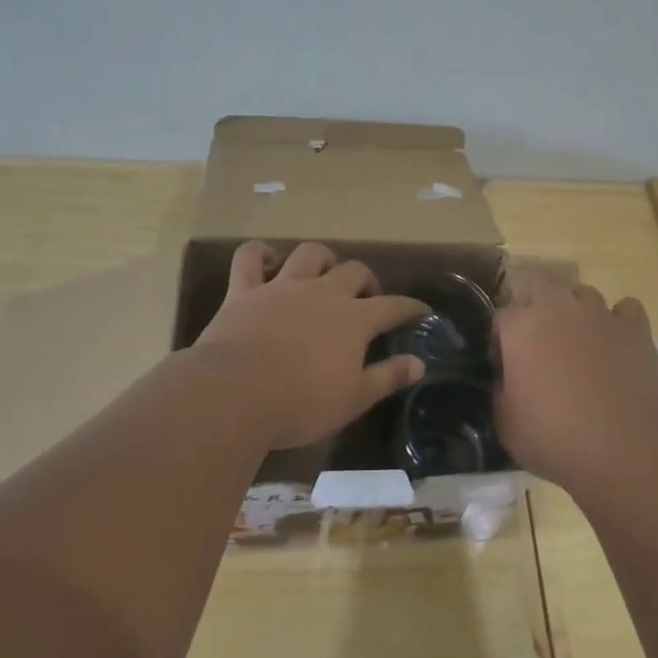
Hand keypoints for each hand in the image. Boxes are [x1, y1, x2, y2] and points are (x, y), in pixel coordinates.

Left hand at [194, 242, 429, 448]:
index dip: (411, 307)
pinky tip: (267, 261)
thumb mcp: (354, 399)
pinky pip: (250, 257)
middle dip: (367, 280)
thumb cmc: (301, 403)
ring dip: (322, 259)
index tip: (422, 311)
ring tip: (324, 274)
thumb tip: (419, 364)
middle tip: (367, 297)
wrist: (235, 395)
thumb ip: (388, 377)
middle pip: (354, 271)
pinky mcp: (244, 291)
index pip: (393, 306)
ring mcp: (282, 287)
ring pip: (309, 254)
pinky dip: (259, 253)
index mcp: (354, 320)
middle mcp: (323, 293)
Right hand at [493, 271, 657, 493]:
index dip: (501, 340)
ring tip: (578, 341)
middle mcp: (559, 308)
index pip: (501, 316)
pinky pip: (625, 309)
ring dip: (575, 310)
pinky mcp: (636, 328)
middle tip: (538, 340)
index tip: (505, 365)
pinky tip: (616, 342)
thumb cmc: (556, 438)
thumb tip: (507, 380)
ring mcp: (601, 314)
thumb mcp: (506, 425)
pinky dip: (618, 321)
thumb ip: (501, 391)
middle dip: (535, 304)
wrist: (626, 449)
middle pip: (539, 283)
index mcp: (521, 327)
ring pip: (582, 293)